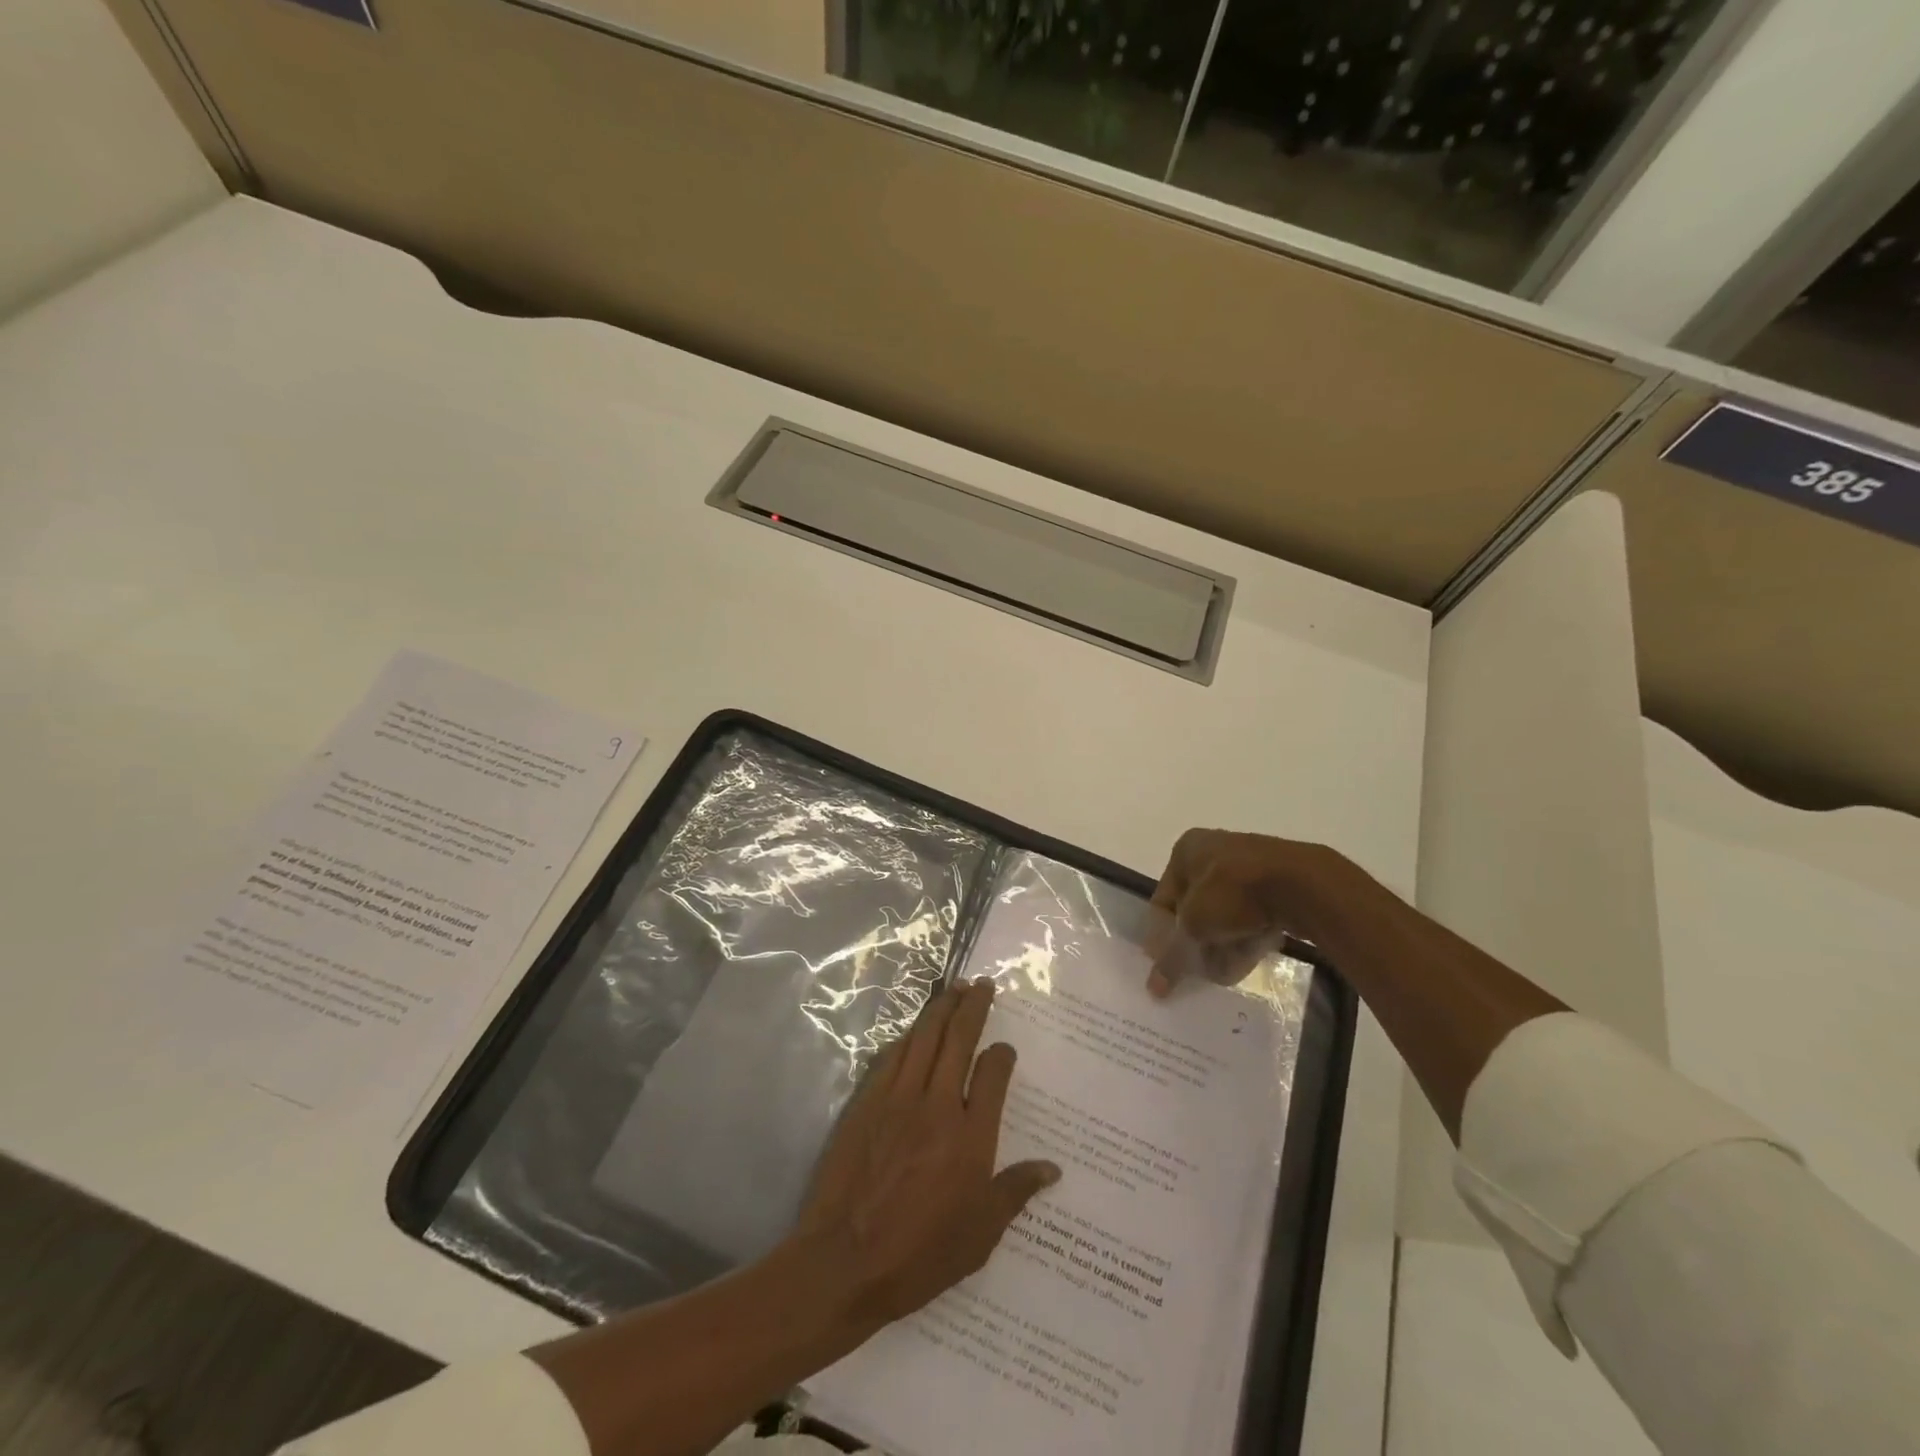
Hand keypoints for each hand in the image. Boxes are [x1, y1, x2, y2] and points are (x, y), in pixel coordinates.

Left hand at [793, 979, 1060, 1332]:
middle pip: (959, 1039)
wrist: (844, 1261)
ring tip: (953, 988)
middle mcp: (938, 1105)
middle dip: (973, 1006)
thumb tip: (1051, 1168)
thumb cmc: (919, 1255)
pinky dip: (907, 1037)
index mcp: (972, 1137)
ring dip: (940, 1008)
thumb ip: (1015, 1192)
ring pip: (924, 1038)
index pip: (993, 1074)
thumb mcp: (980, 1235)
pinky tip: (913, 1030)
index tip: (1005, 1048)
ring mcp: (899, 1099)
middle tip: (982, 984)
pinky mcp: (868, 1102)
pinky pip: (892, 1056)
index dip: (1001, 1054)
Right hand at [1144, 828, 1365, 997]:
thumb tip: (1155, 986)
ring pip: (1225, 913)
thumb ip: (1172, 956)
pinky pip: (1253, 913)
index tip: (1167, 964)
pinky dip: (1247, 935)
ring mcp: (1249, 864)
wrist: (1303, 884)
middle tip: (1198, 969)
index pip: (1163, 898)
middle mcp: (1214, 849)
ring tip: (1225, 970)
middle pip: (1195, 907)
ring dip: (1222, 942)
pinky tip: (1249, 956)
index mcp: (1187, 849)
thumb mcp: (1194, 927)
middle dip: (1196, 941)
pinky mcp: (1278, 881)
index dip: (1162, 934)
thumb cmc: (1233, 893)